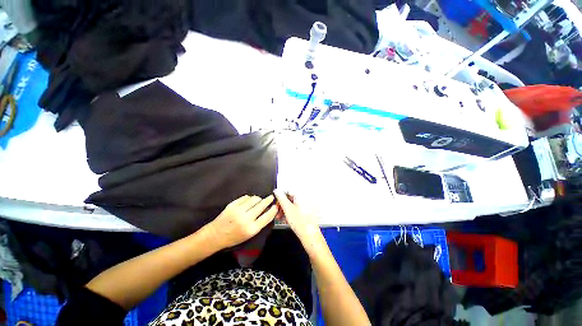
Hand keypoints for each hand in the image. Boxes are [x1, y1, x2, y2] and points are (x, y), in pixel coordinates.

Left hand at [206, 195, 277, 249]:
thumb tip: (267, 211)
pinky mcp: (232, 205)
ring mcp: (238, 210)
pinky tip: (249, 201)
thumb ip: (259, 223)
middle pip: (262, 205)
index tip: (276, 206)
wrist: (215, 235)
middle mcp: (246, 219)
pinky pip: (245, 197)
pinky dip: (249, 198)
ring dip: (259, 199)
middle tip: (271, 197)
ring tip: (259, 200)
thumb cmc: (234, 237)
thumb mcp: (249, 234)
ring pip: (254, 199)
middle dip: (268, 200)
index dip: (273, 210)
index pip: (267, 216)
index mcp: (251, 229)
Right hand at [274, 190, 322, 250]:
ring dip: (285, 210)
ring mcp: (306, 207)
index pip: (288, 191)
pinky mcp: (305, 214)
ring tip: (280, 218)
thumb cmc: (300, 222)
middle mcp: (304, 200)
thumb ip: (281, 198)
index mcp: (301, 196)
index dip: (280, 197)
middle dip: (282, 205)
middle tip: (277, 212)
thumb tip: (277, 191)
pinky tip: (286, 220)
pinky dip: (290, 214)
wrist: (310, 236)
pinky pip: (295, 210)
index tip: (275, 204)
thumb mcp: (288, 209)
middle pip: (290, 199)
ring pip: (292, 205)